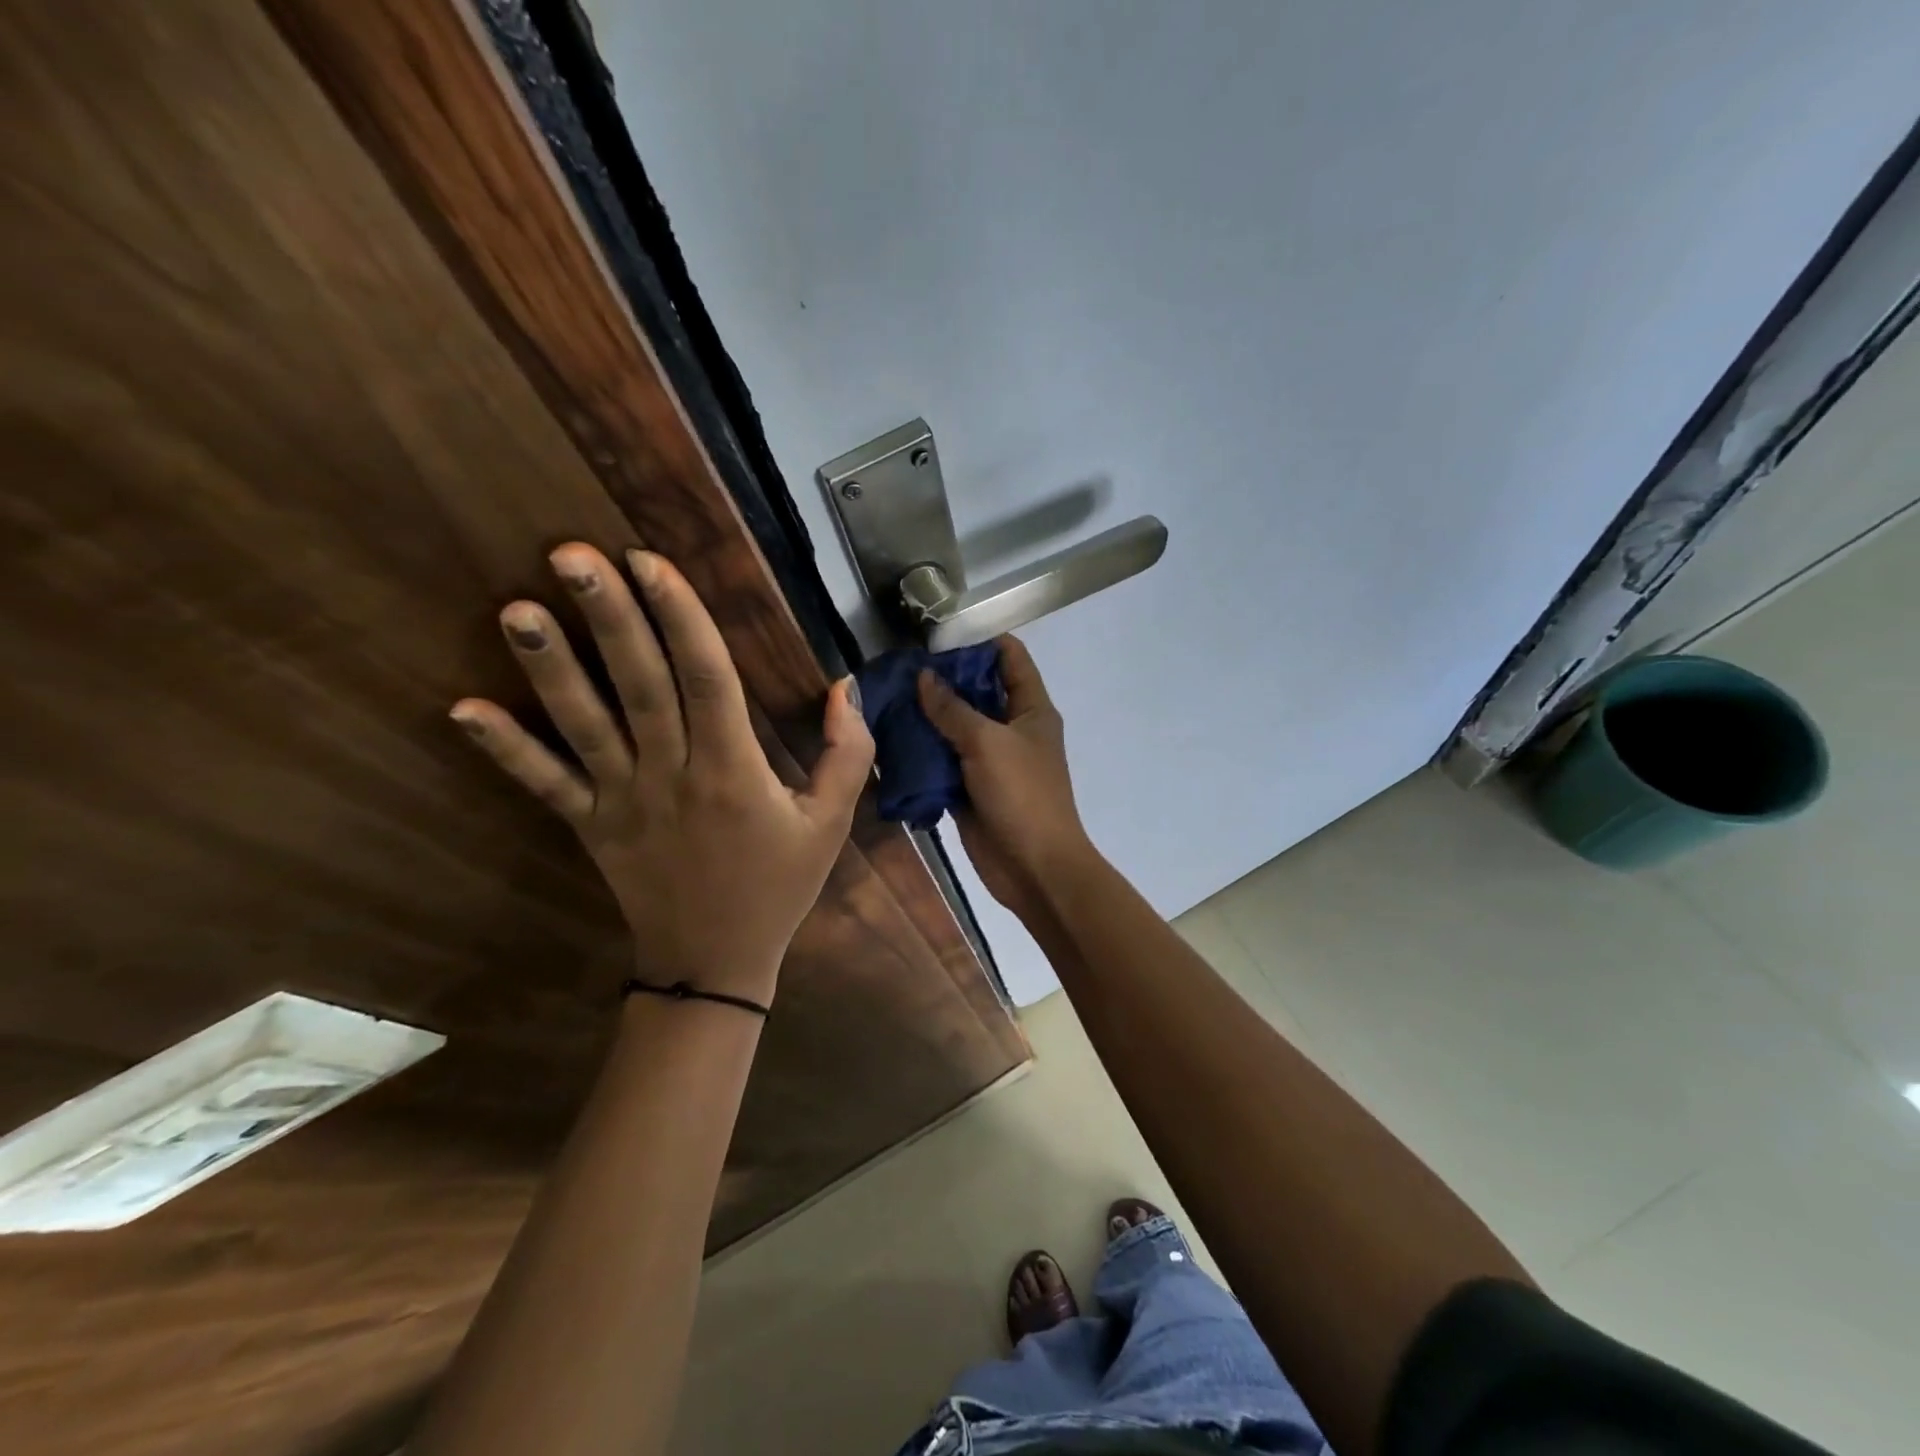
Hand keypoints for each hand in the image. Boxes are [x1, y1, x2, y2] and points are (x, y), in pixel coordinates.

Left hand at [450, 544, 872, 1005]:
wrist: (714, 963)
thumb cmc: (778, 886)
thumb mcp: (831, 823)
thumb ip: (848, 753)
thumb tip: (844, 685)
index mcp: (733, 770)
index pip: (706, 679)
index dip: (680, 618)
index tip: (650, 561)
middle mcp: (672, 775)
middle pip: (639, 685)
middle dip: (608, 617)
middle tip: (572, 555)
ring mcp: (622, 801)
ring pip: (584, 725)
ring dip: (549, 667)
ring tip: (515, 609)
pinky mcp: (590, 825)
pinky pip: (544, 785)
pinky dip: (504, 749)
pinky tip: (462, 709)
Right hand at [916, 635, 1095, 920]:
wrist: (1034, 867)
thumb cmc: (1022, 795)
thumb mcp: (987, 742)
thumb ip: (953, 708)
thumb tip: (924, 676)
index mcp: (1031, 708)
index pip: (1009, 657)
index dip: (977, 641)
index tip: (935, 639)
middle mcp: (1011, 728)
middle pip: (976, 690)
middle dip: (941, 679)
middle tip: (897, 670)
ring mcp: (990, 758)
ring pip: (955, 726)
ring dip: (927, 716)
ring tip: (887, 698)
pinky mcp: (970, 786)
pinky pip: (944, 760)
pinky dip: (922, 750)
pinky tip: (890, 738)